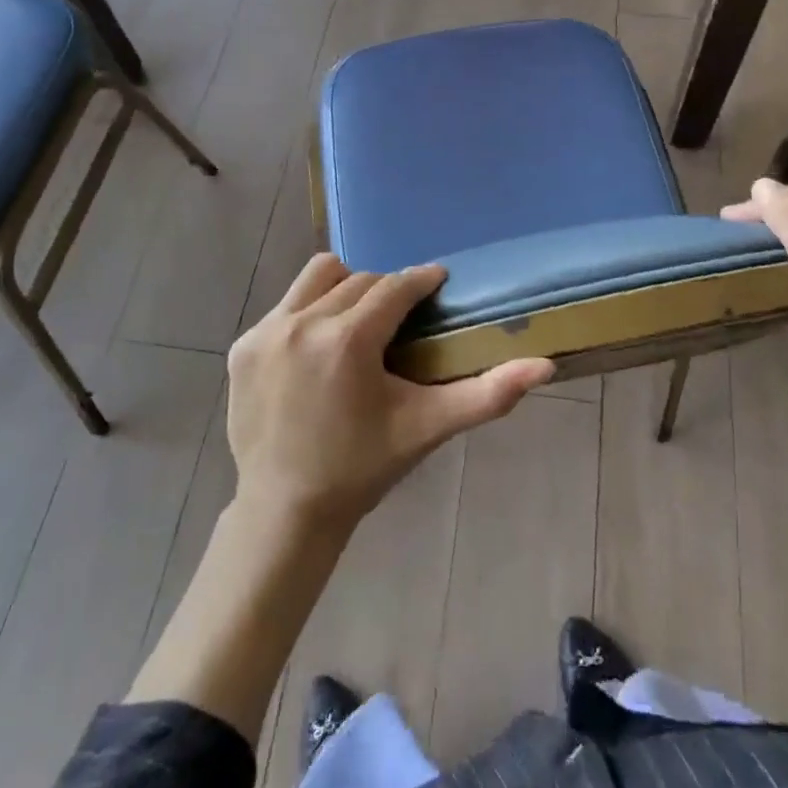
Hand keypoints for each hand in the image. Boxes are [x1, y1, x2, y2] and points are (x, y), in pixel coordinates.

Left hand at [226, 254, 552, 530]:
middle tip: (400, 319)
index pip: (395, 286)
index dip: (422, 280)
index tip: (437, 280)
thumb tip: (545, 366)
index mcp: (348, 340)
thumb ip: (487, 394)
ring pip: (317, 278)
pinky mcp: (243, 346)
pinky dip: (308, 315)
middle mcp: (302, 323)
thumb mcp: (427, 428)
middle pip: (359, 280)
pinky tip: (317, 350)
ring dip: (345, 289)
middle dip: (386, 292)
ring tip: (357, 322)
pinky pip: (286, 306)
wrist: (286, 509)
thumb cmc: (363, 467)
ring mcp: (266, 332)